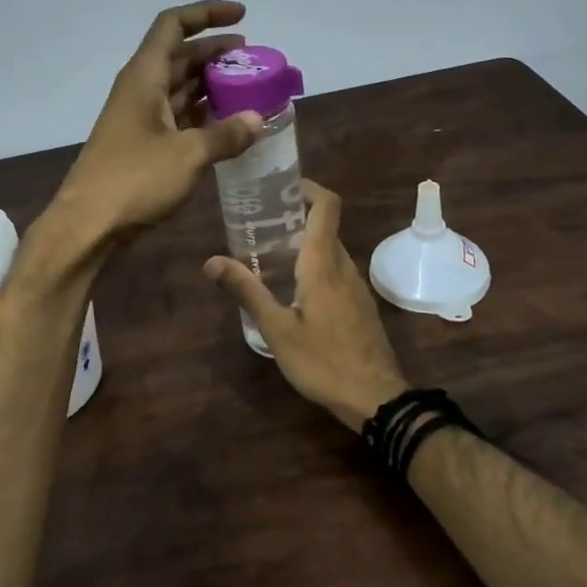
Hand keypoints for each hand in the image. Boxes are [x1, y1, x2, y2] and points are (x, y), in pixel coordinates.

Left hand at [46, 1, 264, 249]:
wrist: (88, 224)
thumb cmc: (134, 180)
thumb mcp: (189, 155)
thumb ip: (225, 135)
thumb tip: (258, 119)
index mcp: (144, 76)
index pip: (174, 25)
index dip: (207, 13)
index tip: (242, 16)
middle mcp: (140, 89)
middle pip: (180, 55)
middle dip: (216, 52)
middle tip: (253, 60)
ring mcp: (139, 117)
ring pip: (178, 86)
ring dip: (210, 83)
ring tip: (247, 88)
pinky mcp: (141, 143)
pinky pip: (176, 115)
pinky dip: (200, 112)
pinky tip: (225, 122)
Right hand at [203, 180, 408, 430]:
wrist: (375, 399)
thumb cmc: (322, 361)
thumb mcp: (276, 329)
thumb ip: (246, 291)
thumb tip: (211, 261)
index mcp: (324, 263)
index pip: (327, 205)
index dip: (307, 188)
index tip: (278, 188)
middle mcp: (344, 266)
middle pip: (324, 226)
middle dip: (293, 218)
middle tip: (257, 225)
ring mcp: (356, 286)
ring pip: (330, 250)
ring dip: (303, 244)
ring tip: (267, 256)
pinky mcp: (360, 305)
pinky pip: (336, 271)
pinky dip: (315, 266)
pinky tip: (292, 290)